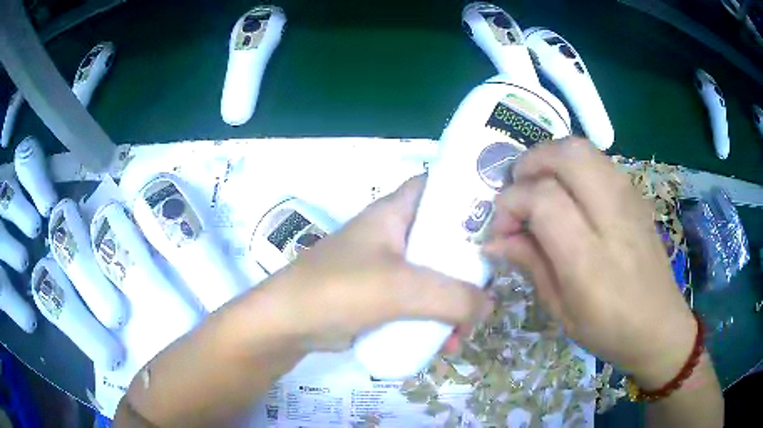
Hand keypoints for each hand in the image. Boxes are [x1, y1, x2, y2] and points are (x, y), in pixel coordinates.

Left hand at [268, 176, 491, 351]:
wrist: (288, 325)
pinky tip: (443, 344)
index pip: (437, 186)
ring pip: (434, 276)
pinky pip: (418, 302)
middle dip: (468, 267)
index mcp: (394, 213)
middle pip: (443, 238)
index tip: (499, 216)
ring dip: (453, 303)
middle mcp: (392, 235)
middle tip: (488, 290)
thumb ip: (454, 297)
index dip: (467, 193)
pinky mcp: (380, 296)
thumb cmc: (340, 290)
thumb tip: (489, 307)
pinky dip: (434, 320)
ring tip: (463, 333)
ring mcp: (386, 268)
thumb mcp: (402, 289)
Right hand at [484, 138, 695, 388]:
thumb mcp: (561, 310)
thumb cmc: (608, 330)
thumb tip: (494, 240)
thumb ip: (530, 265)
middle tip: (518, 189)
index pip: (544, 200)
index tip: (502, 227)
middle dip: (531, 162)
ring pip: (584, 149)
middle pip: (568, 156)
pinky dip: (573, 164)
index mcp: (590, 261)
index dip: (512, 204)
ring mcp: (630, 201)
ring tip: (539, 186)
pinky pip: (599, 161)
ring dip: (552, 158)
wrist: (660, 325)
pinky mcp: (637, 196)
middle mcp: (613, 219)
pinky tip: (569, 192)